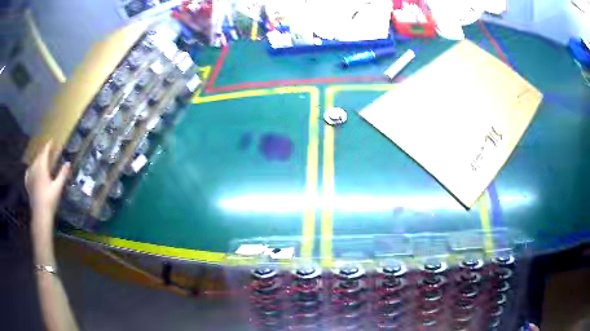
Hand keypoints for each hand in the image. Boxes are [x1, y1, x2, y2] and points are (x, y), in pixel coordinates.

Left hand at [25, 141, 70, 229]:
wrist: (40, 215)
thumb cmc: (50, 201)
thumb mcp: (58, 188)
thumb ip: (62, 174)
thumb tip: (68, 163)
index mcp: (42, 167)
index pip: (45, 152)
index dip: (48, 145)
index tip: (51, 140)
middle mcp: (35, 169)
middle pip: (38, 156)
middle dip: (43, 152)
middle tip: (48, 150)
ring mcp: (30, 176)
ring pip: (33, 163)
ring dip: (38, 159)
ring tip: (41, 159)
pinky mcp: (28, 184)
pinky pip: (28, 172)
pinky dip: (31, 168)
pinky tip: (31, 170)